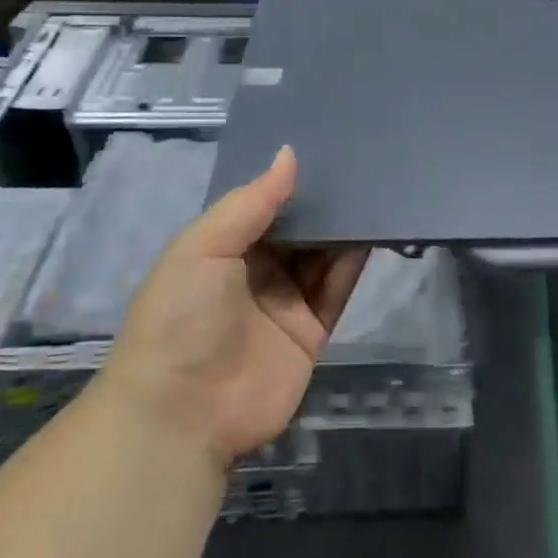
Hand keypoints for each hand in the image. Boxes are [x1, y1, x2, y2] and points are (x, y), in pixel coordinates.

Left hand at [101, 146, 367, 466]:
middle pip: (297, 230)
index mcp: (221, 249)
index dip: (289, 181)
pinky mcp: (311, 334)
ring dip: (343, 229)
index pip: (262, 206)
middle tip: (360, 161)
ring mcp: (284, 304)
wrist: (184, 412)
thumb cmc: (182, 315)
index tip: (323, 146)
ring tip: (375, 188)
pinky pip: (336, 291)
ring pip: (322, 257)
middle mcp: (255, 272)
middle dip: (322, 202)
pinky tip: (373, 232)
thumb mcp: (204, 246)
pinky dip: (353, 264)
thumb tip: (290, 153)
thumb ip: (251, 202)